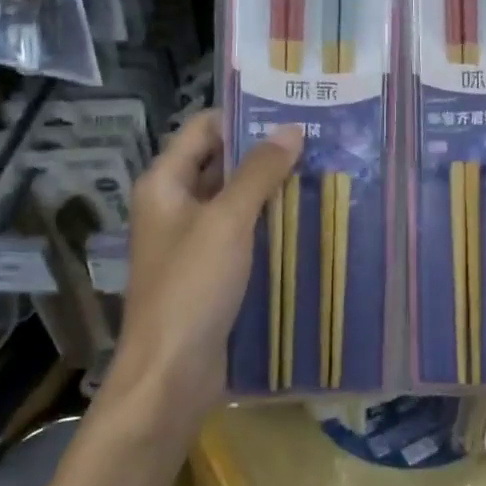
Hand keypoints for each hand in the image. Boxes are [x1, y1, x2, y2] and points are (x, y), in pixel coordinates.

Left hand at [112, 111, 302, 420]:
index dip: (243, 116)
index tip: (292, 111)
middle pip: (220, 163)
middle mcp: (174, 205)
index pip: (204, 129)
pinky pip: (241, 235)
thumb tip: (291, 129)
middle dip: (264, 153)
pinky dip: (268, 225)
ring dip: (270, 190)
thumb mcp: (227, 222)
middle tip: (318, 142)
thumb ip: (258, 173)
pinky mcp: (210, 272)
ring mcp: (192, 241)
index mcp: (164, 183)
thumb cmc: (192, 288)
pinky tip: (306, 221)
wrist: (171, 374)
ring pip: (234, 201)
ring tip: (321, 174)